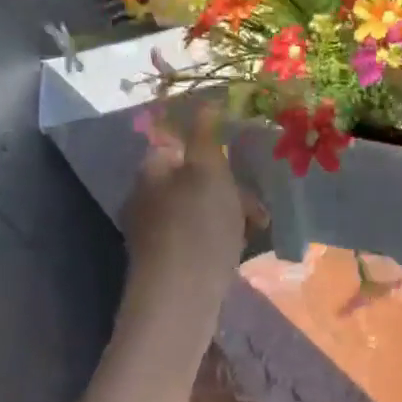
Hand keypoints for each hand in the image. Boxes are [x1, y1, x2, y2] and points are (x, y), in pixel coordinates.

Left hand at [121, 100, 260, 320]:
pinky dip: (219, 236)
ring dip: (230, 212)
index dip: (211, 150)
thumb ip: (206, 135)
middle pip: (192, 177)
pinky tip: (239, 248)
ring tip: (256, 227)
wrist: (179, 300)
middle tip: (256, 204)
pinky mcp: (166, 260)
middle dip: (228, 186)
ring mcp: (153, 232)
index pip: (179, 145)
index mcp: (151, 171)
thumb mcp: (209, 171)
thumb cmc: (198, 226)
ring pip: (199, 207)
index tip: (239, 163)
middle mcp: (145, 197)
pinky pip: (198, 235)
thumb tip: (206, 101)